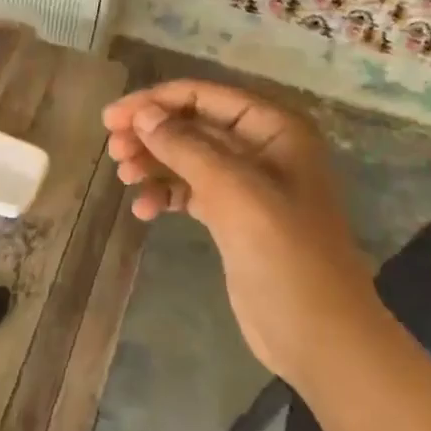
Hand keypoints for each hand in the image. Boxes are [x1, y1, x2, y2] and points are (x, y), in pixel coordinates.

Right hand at [102, 80, 376, 389]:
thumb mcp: (234, 191)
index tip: (113, 117)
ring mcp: (248, 185)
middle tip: (113, 149)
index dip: (157, 101)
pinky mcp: (234, 218)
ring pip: (188, 158)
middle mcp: (262, 148)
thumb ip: (186, 147)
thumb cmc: (283, 252)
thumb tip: (142, 114)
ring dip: (154, 163)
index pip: (206, 96)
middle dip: (152, 133)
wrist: (317, 333)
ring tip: (123, 177)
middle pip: (194, 125)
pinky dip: (165, 195)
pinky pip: (191, 192)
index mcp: (275, 129)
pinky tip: (144, 210)